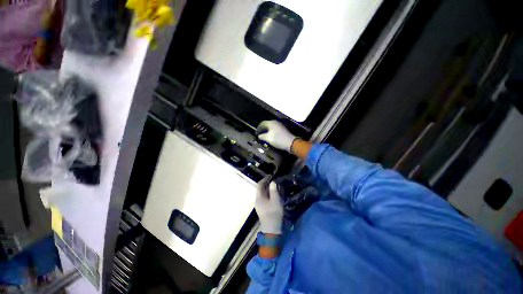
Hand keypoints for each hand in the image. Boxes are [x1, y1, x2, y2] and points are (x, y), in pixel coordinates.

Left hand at [255, 176, 283, 233]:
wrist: (272, 229)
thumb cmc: (273, 213)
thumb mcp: (275, 200)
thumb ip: (273, 190)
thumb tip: (272, 182)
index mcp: (259, 197)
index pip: (259, 185)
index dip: (264, 179)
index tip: (270, 176)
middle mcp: (257, 200)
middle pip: (260, 189)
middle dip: (266, 183)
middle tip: (273, 180)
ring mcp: (259, 205)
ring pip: (262, 194)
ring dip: (267, 189)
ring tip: (274, 186)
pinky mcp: (262, 208)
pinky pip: (264, 197)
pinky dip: (268, 194)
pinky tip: (273, 194)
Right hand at [257, 120, 296, 152]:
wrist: (290, 143)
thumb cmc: (278, 139)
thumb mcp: (267, 138)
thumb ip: (262, 136)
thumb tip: (259, 136)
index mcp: (271, 123)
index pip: (262, 123)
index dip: (258, 128)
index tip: (256, 133)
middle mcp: (276, 122)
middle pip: (267, 124)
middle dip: (262, 129)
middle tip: (260, 134)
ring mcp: (280, 126)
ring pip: (271, 127)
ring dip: (267, 131)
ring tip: (264, 136)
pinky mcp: (283, 130)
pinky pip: (275, 129)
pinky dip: (271, 132)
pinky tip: (271, 137)